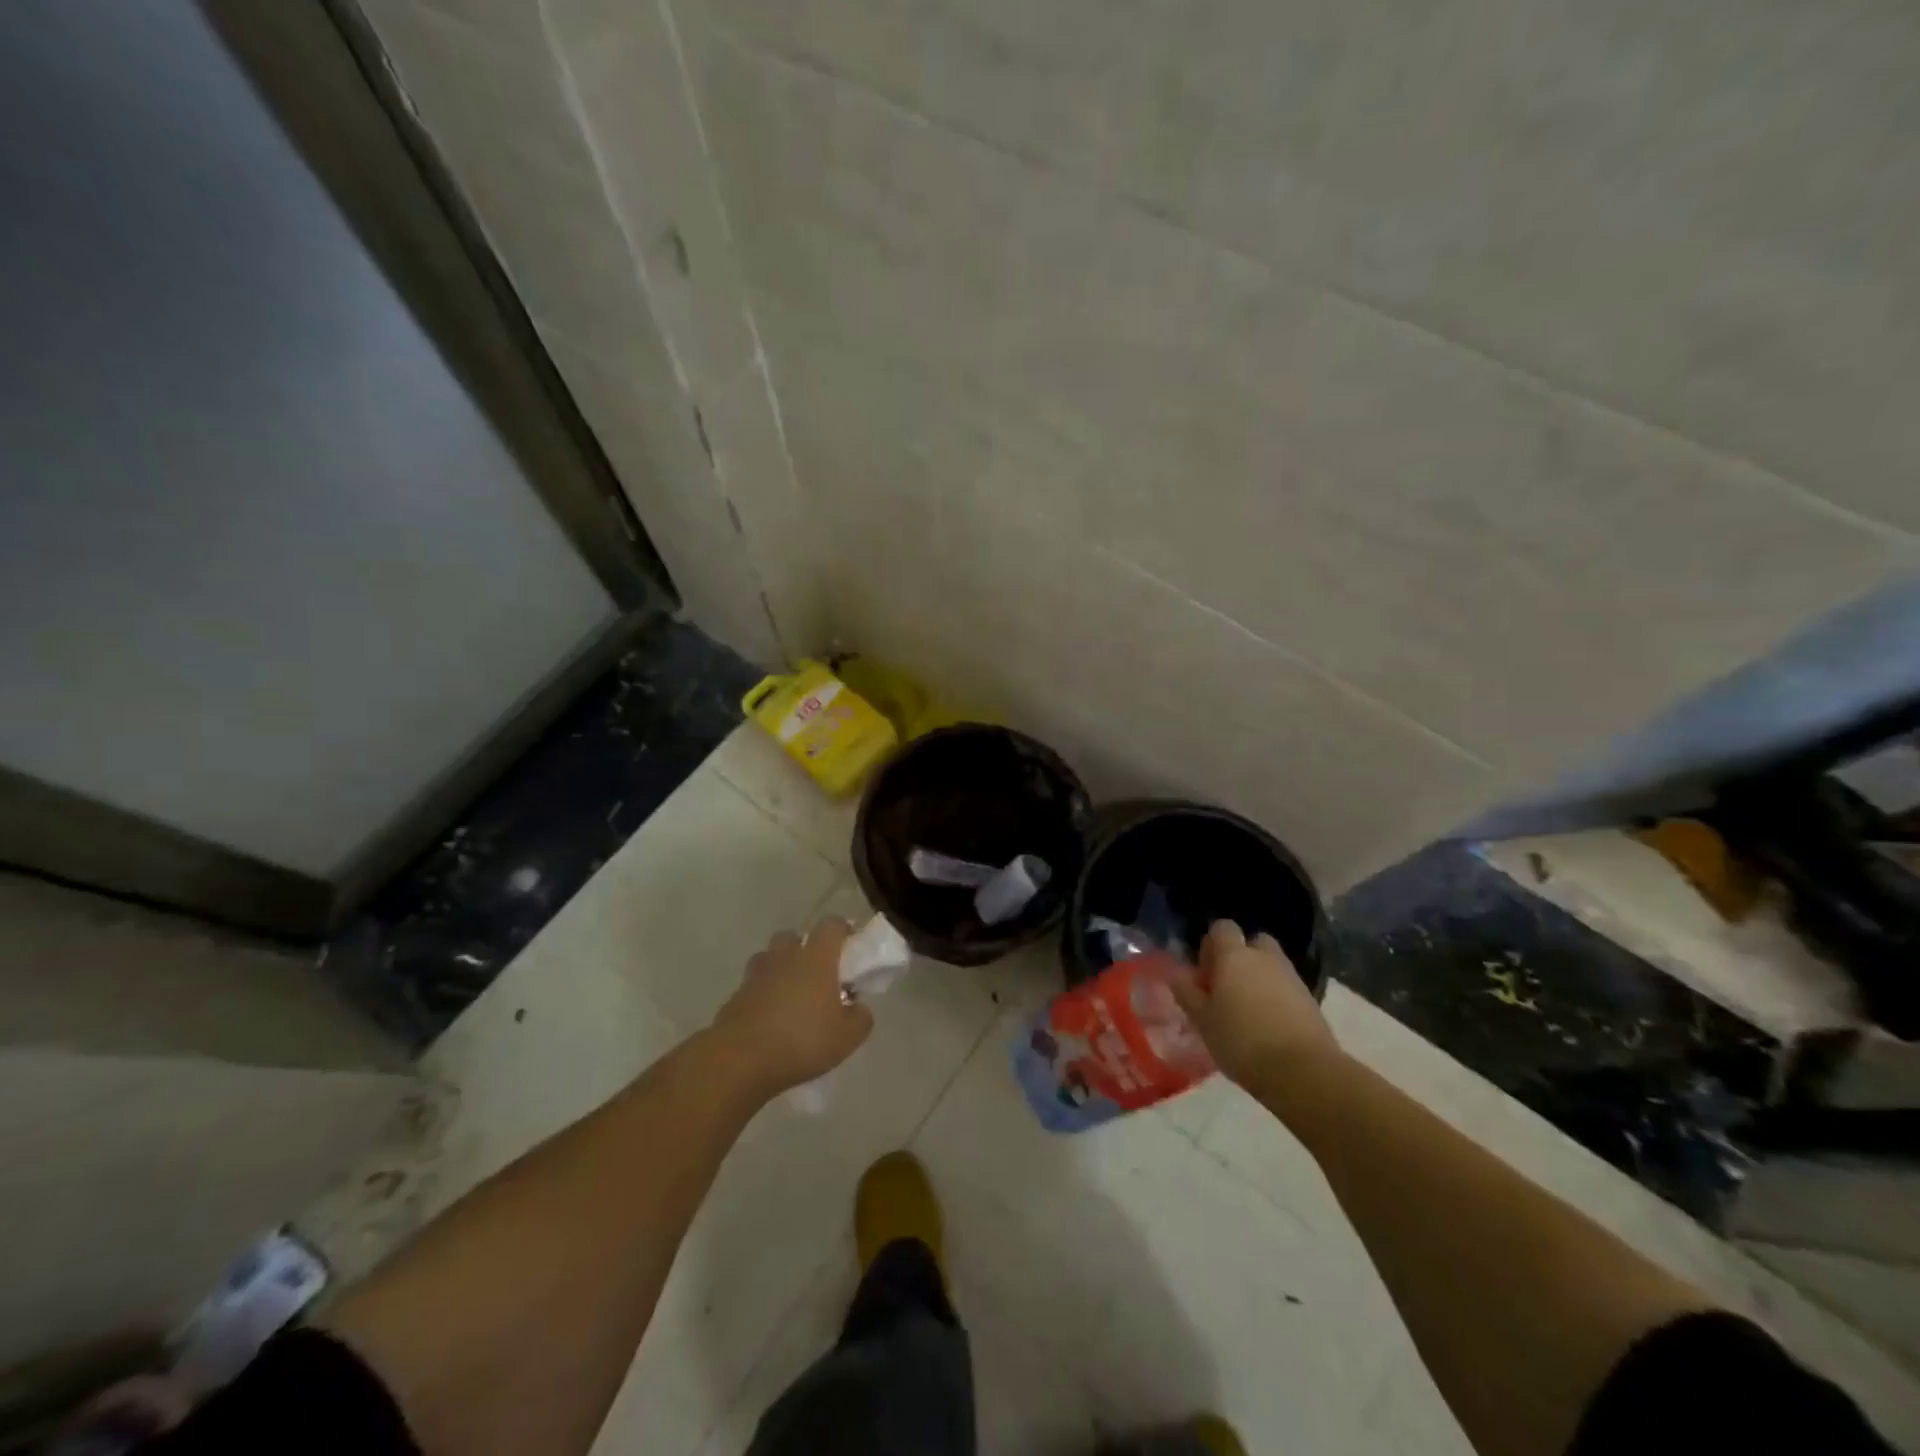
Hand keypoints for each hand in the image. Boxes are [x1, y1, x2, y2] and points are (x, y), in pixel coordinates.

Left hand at [712, 918, 873, 1095]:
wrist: (741, 1061)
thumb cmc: (802, 1040)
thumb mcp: (848, 1036)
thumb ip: (860, 1017)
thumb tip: (858, 1007)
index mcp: (816, 957)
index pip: (832, 925)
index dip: (843, 929)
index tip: (850, 945)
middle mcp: (784, 957)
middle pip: (793, 936)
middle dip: (804, 948)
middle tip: (816, 973)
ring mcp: (755, 976)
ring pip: (768, 959)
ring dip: (779, 969)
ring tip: (790, 995)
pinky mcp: (734, 998)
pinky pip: (751, 987)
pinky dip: (760, 996)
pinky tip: (768, 1020)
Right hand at [1171, 920, 1338, 1088]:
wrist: (1303, 1071)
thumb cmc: (1242, 1041)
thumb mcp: (1202, 1020)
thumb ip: (1188, 993)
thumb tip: (1177, 974)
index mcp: (1234, 955)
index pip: (1222, 928)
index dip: (1211, 945)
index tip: (1204, 973)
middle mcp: (1264, 957)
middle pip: (1252, 942)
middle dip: (1240, 957)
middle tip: (1227, 987)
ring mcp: (1291, 976)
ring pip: (1271, 965)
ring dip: (1259, 978)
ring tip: (1246, 1010)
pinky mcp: (1311, 999)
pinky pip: (1286, 987)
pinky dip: (1276, 997)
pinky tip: (1268, 1025)